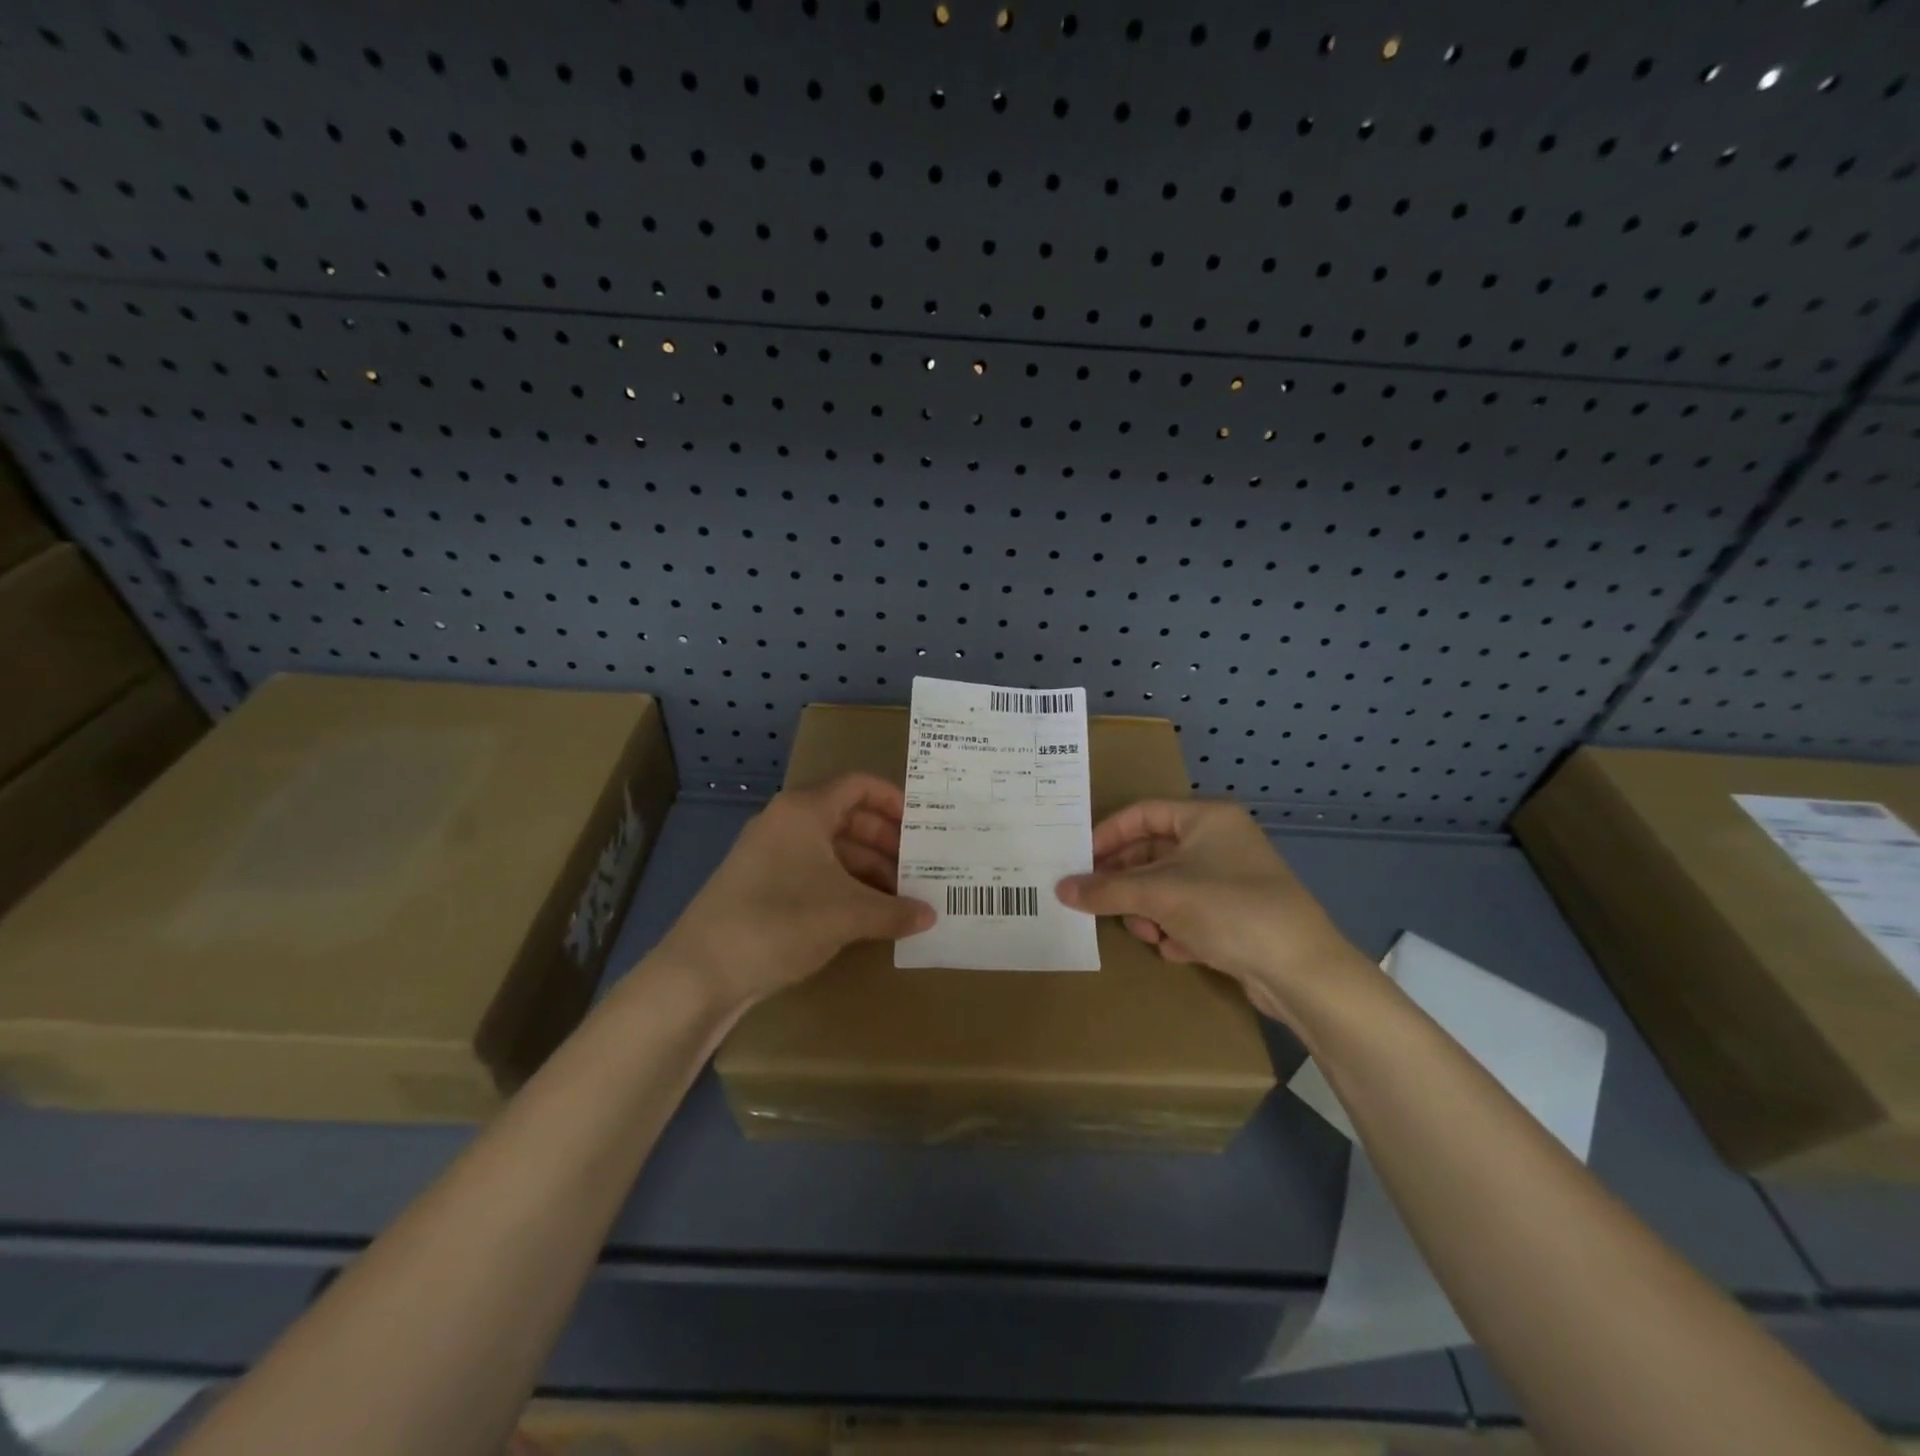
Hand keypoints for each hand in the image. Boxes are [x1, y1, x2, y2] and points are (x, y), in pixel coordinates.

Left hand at [655, 772, 934, 1010]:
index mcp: (804, 811)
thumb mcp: (846, 914)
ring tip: (902, 898)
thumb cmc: (780, 921)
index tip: (923, 825)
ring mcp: (771, 855)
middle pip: (848, 818)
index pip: (859, 786)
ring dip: (869, 869)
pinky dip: (844, 887)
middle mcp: (787, 823)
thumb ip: (894, 911)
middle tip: (920, 867)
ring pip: (832, 849)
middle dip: (887, 842)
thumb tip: (930, 915)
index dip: (894, 800)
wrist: (701, 971)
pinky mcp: (762, 886)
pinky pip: (815, 874)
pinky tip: (868, 915)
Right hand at [1055, 800, 1371, 1025]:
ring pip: (1168, 887)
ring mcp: (1230, 880)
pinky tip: (1176, 949)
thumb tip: (1060, 888)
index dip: (1107, 835)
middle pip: (1153, 853)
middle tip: (1099, 902)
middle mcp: (1219, 842)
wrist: (1301, 972)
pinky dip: (1175, 929)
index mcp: (1207, 819)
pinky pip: (1188, 913)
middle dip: (1127, 883)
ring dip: (1149, 911)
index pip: (1142, 813)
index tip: (1079, 860)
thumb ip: (1106, 889)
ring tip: (1148, 934)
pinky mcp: (1237, 916)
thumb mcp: (1160, 895)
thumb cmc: (1228, 909)